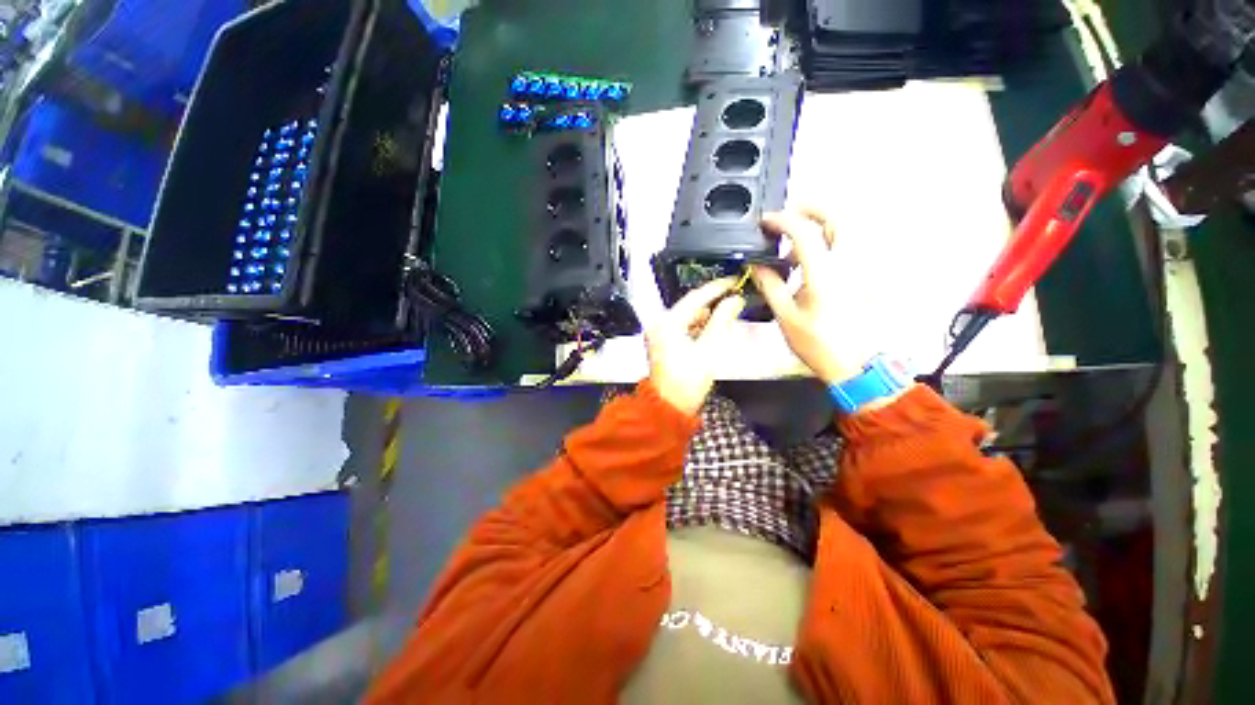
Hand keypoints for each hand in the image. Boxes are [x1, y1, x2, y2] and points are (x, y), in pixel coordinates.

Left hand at [646, 278, 746, 414]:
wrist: (669, 407)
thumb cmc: (688, 381)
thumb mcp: (709, 349)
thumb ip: (722, 321)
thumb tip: (734, 300)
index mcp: (668, 323)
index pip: (695, 297)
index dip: (717, 287)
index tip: (734, 281)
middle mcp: (660, 324)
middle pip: (690, 306)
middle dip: (712, 303)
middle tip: (734, 298)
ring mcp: (659, 334)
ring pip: (687, 317)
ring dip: (706, 316)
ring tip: (727, 314)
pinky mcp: (662, 343)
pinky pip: (682, 327)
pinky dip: (697, 327)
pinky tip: (711, 330)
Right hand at [750, 209, 859, 384]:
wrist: (857, 365)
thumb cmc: (819, 344)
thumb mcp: (786, 316)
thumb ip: (770, 284)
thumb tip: (757, 265)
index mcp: (825, 274)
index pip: (804, 231)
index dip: (782, 220)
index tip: (766, 221)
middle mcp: (849, 263)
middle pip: (837, 216)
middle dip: (811, 208)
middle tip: (787, 216)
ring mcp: (862, 268)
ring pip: (846, 229)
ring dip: (820, 225)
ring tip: (794, 244)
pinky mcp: (866, 276)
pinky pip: (849, 246)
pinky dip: (829, 242)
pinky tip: (811, 262)